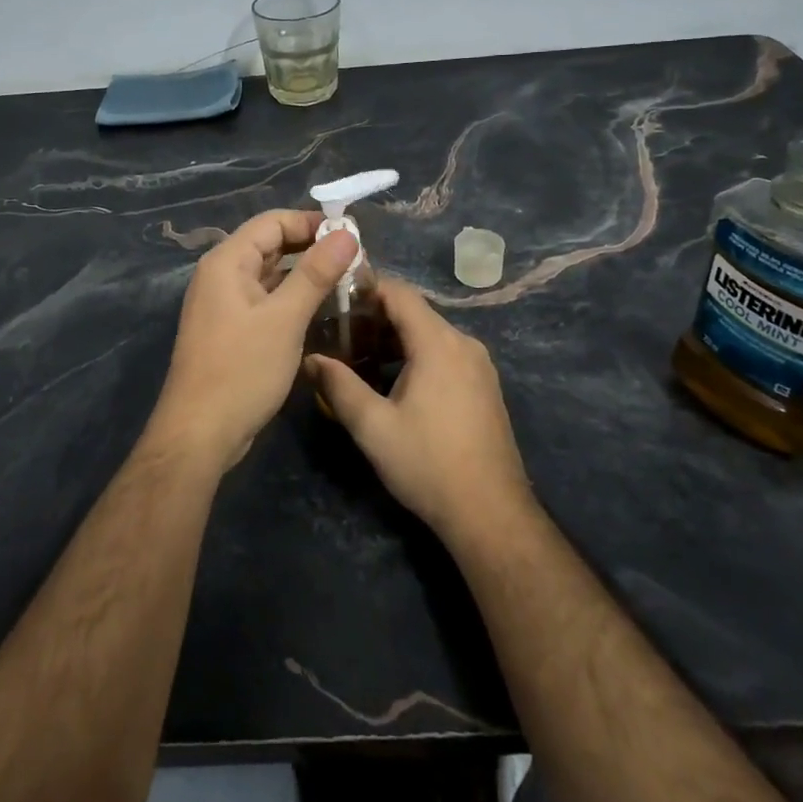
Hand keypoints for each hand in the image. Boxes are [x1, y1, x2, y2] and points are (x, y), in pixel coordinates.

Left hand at [150, 209, 358, 474]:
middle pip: (271, 246)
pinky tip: (321, 310)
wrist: (199, 434)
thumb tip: (347, 234)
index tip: (352, 236)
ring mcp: (223, 304)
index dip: (312, 223)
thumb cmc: (241, 370)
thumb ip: (315, 273)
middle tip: (356, 262)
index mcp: (226, 262)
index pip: (272, 222)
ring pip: (270, 275)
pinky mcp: (230, 329)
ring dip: (305, 275)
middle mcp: (221, 275)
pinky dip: (291, 299)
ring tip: (347, 282)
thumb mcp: (284, 319)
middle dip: (312, 249)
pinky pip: (265, 300)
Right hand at [304, 279, 532, 538]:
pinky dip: (416, 355)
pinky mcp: (484, 386)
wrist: (490, 513)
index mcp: (438, 343)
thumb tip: (312, 359)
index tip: (334, 299)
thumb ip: (339, 386)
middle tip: (338, 334)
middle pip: (415, 312)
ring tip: (359, 358)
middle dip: (375, 317)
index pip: (400, 293)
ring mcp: (479, 365)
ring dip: (395, 339)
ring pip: (430, 334)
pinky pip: (445, 353)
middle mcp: (463, 343)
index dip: (366, 288)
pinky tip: (393, 381)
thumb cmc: (427, 464)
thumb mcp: (372, 427)